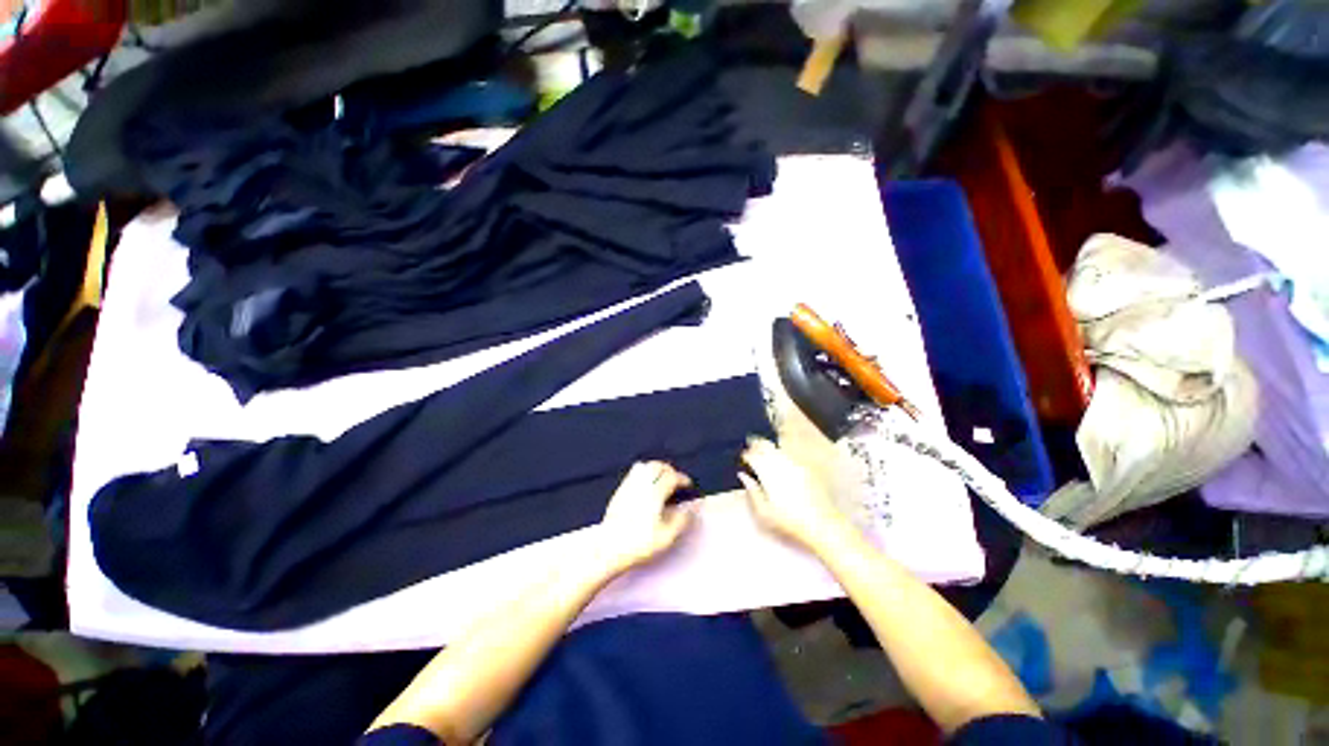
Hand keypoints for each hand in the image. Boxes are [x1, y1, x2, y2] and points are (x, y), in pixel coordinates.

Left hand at [594, 461, 694, 575]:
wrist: (609, 546)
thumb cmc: (640, 543)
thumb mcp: (667, 537)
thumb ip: (681, 521)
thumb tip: (689, 511)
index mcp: (655, 493)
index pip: (672, 477)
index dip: (682, 478)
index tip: (688, 484)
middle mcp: (642, 484)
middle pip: (657, 466)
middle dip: (669, 469)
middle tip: (675, 479)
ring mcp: (628, 486)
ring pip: (644, 466)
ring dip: (655, 469)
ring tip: (660, 479)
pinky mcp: (619, 491)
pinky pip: (633, 474)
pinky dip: (643, 474)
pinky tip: (645, 486)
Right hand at [739, 437, 854, 551]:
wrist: (822, 524)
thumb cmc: (789, 521)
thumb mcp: (764, 513)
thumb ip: (752, 491)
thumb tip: (743, 475)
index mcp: (768, 472)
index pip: (752, 454)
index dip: (746, 455)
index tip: (744, 460)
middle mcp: (781, 462)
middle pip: (764, 445)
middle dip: (756, 446)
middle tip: (752, 452)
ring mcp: (795, 462)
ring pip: (777, 446)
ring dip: (769, 448)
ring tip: (765, 454)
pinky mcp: (806, 465)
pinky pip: (791, 451)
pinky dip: (782, 451)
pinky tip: (781, 460)